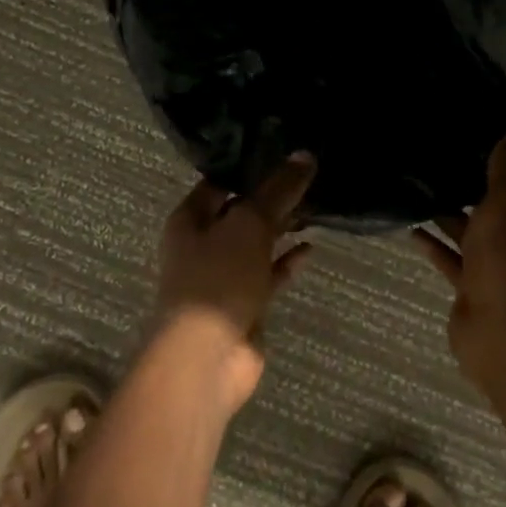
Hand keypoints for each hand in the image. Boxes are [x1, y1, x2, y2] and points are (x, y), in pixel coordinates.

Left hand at [153, 154, 316, 413]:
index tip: (285, 149)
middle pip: (241, 211)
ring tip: (315, 206)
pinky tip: (311, 248)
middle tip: (309, 175)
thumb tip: (304, 154)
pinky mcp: (245, 303)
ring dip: (282, 228)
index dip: (249, 166)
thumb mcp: (249, 224)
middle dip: (272, 197)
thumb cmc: (217, 277)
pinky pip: (268, 274)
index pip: (221, 181)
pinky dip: (287, 261)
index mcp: (190, 218)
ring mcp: (224, 275)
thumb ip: (278, 190)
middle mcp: (203, 243)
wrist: (206, 357)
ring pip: (257, 243)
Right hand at [411, 133, 505, 388]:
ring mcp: (495, 269)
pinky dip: (435, 247)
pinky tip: (412, 232)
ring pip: (472, 236)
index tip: (482, 144)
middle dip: (474, 191)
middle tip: (443, 164)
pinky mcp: (471, 289)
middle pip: (497, 212)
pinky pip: (452, 261)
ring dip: (451, 218)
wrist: (501, 329)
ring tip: (422, 193)